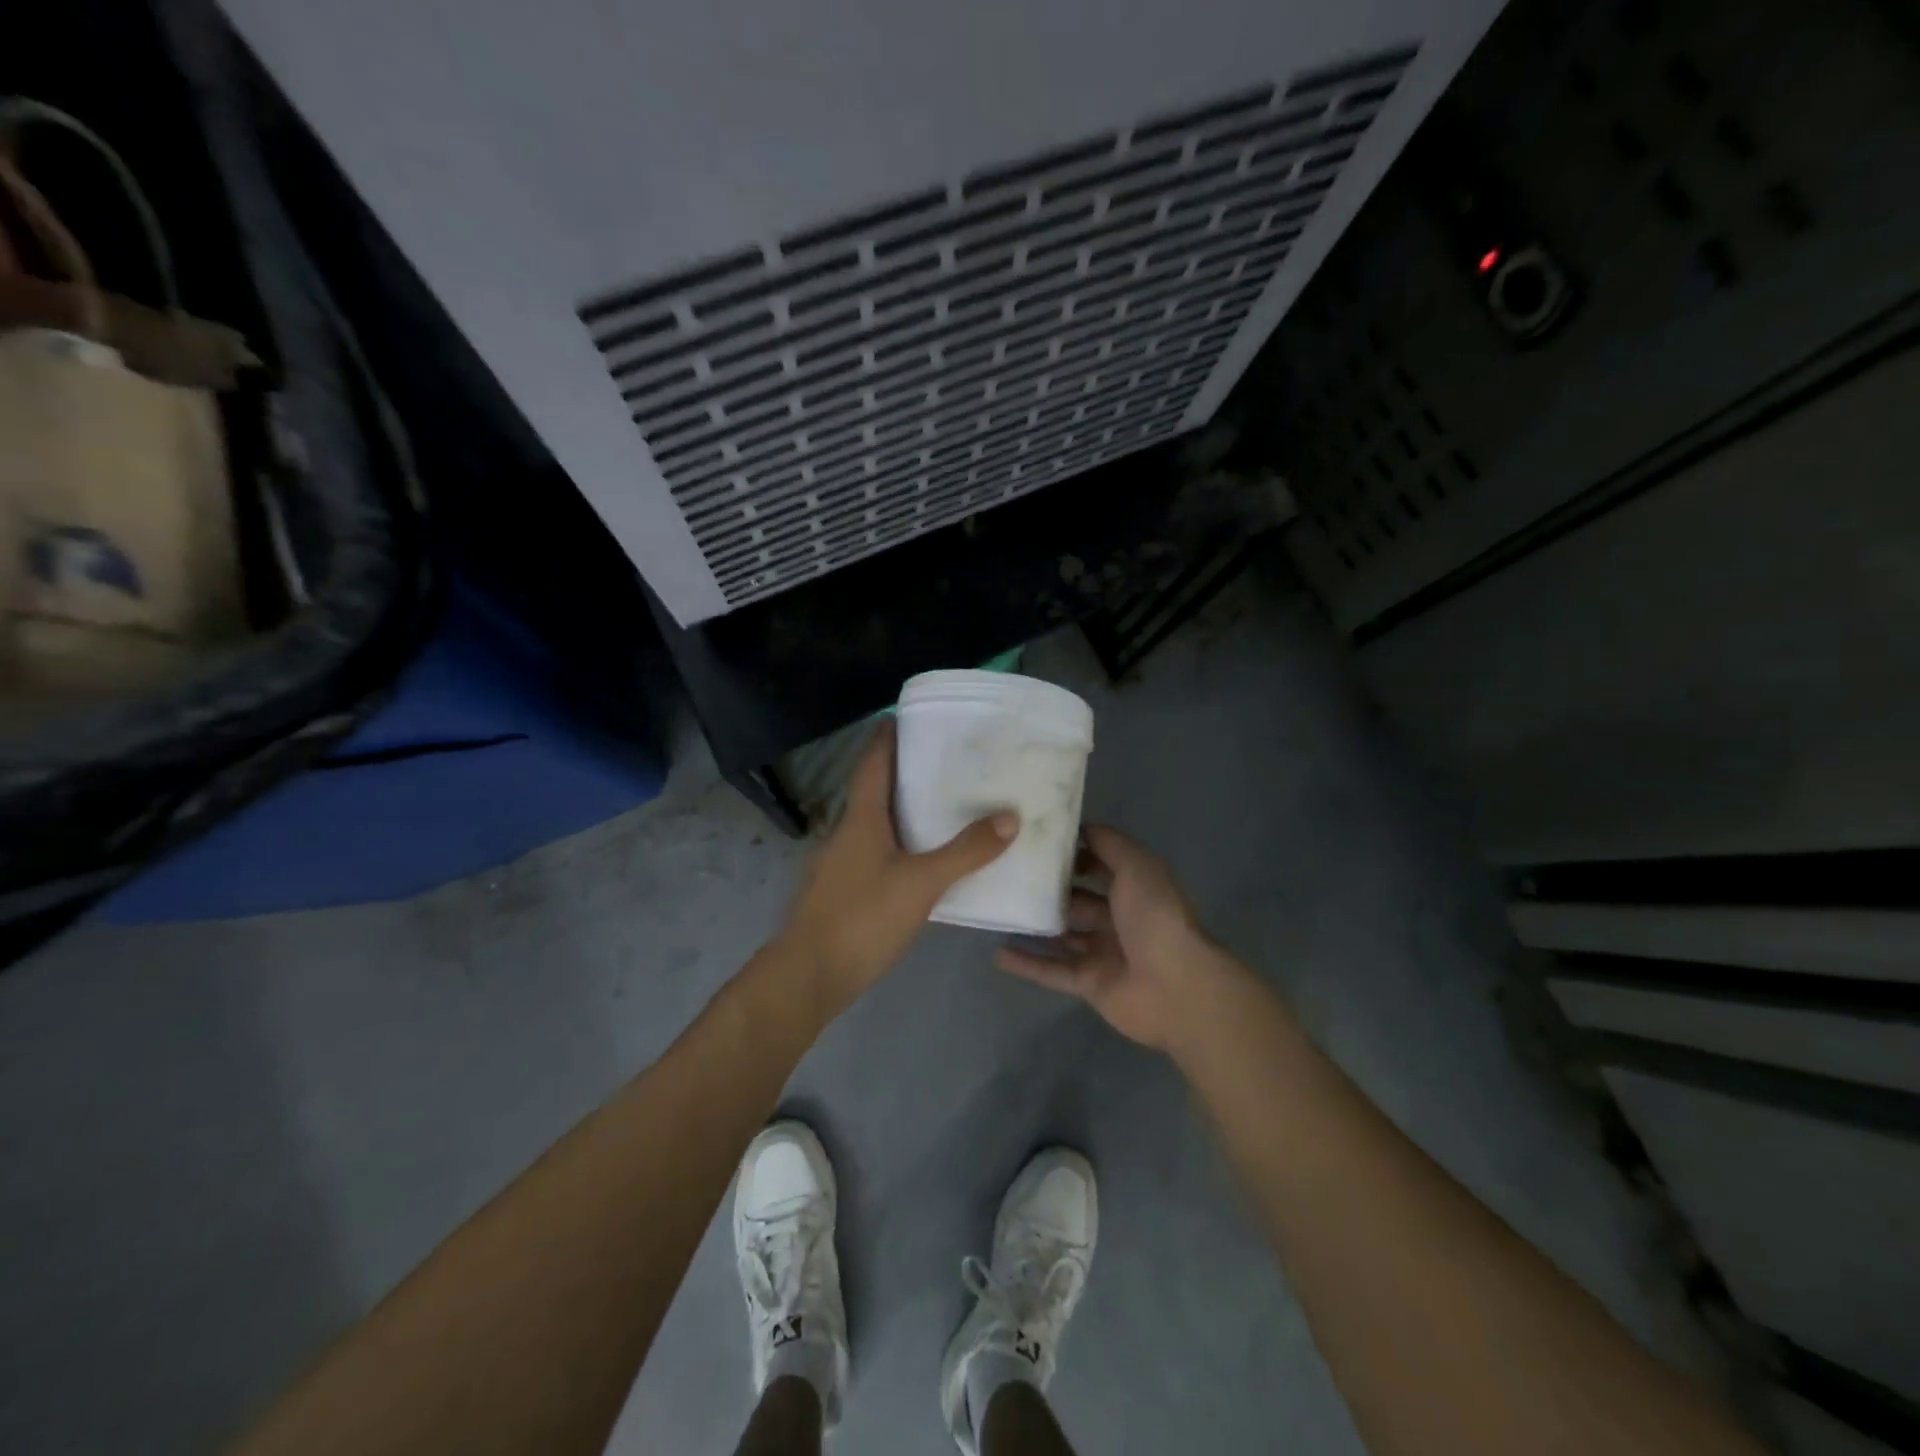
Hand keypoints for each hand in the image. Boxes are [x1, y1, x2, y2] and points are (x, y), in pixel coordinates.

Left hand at [780, 720, 1015, 1017]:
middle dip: (904, 774)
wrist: (807, 976)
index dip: (887, 737)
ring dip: (901, 812)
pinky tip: (922, 862)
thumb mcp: (922, 883)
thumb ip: (966, 852)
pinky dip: (897, 845)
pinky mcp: (840, 892)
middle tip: (944, 764)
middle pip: (873, 791)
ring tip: (942, 808)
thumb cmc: (862, 918)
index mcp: (860, 818)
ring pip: (873, 825)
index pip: (872, 763)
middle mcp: (844, 833)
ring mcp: (838, 864)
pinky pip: (873, 854)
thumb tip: (1009, 816)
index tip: (907, 717)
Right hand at [994, 824, 1226, 1050]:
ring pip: (1063, 935)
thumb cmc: (1155, 917)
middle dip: (1049, 889)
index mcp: (1135, 888)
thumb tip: (1080, 827)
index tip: (1035, 840)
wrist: (1175, 987)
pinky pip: (1053, 971)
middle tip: (1008, 873)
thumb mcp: (1136, 866)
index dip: (1072, 852)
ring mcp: (1104, 952)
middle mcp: (1119, 918)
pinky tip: (998, 953)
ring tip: (999, 910)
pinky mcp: (1090, 983)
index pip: (1099, 864)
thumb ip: (1109, 844)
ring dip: (1035, 925)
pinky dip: (1028, 963)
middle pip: (1078, 900)